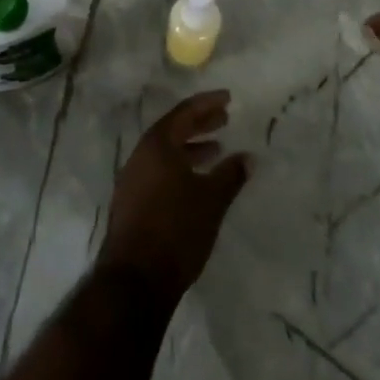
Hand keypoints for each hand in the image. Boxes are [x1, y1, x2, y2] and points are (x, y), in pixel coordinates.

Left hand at [97, 91, 250, 301]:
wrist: (134, 281)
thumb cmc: (176, 230)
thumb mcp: (211, 200)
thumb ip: (230, 175)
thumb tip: (249, 157)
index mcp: (157, 145)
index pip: (184, 113)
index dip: (207, 103)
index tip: (228, 98)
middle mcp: (140, 156)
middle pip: (173, 130)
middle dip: (200, 124)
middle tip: (224, 120)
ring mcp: (132, 180)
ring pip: (165, 153)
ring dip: (190, 148)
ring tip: (216, 151)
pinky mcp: (131, 203)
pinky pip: (158, 172)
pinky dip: (179, 168)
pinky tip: (196, 182)